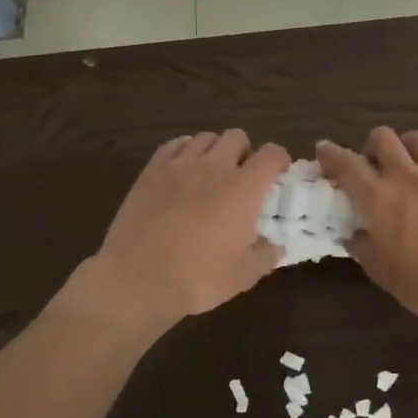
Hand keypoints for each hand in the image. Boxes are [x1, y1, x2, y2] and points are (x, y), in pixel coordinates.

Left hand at [80, 131, 290, 327]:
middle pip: (236, 137)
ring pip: (205, 137)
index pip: (271, 154)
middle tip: (242, 177)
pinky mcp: (151, 171)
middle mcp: (214, 167)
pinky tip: (183, 170)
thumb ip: (267, 254)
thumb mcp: (245, 275)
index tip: (278, 174)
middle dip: (245, 152)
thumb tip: (275, 244)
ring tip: (211, 173)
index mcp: (243, 189)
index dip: (279, 160)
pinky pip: (174, 145)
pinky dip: (185, 150)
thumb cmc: (199, 279)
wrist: (138, 279)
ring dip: (215, 150)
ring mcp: (179, 165)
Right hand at [316, 128, 417, 332]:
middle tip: (376, 166)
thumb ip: (363, 247)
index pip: (345, 165)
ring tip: (411, 163)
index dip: (330, 154)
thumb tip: (354, 233)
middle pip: (382, 137)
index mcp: (378, 199)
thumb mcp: (382, 273)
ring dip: (407, 146)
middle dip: (373, 147)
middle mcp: (406, 176)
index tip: (324, 150)